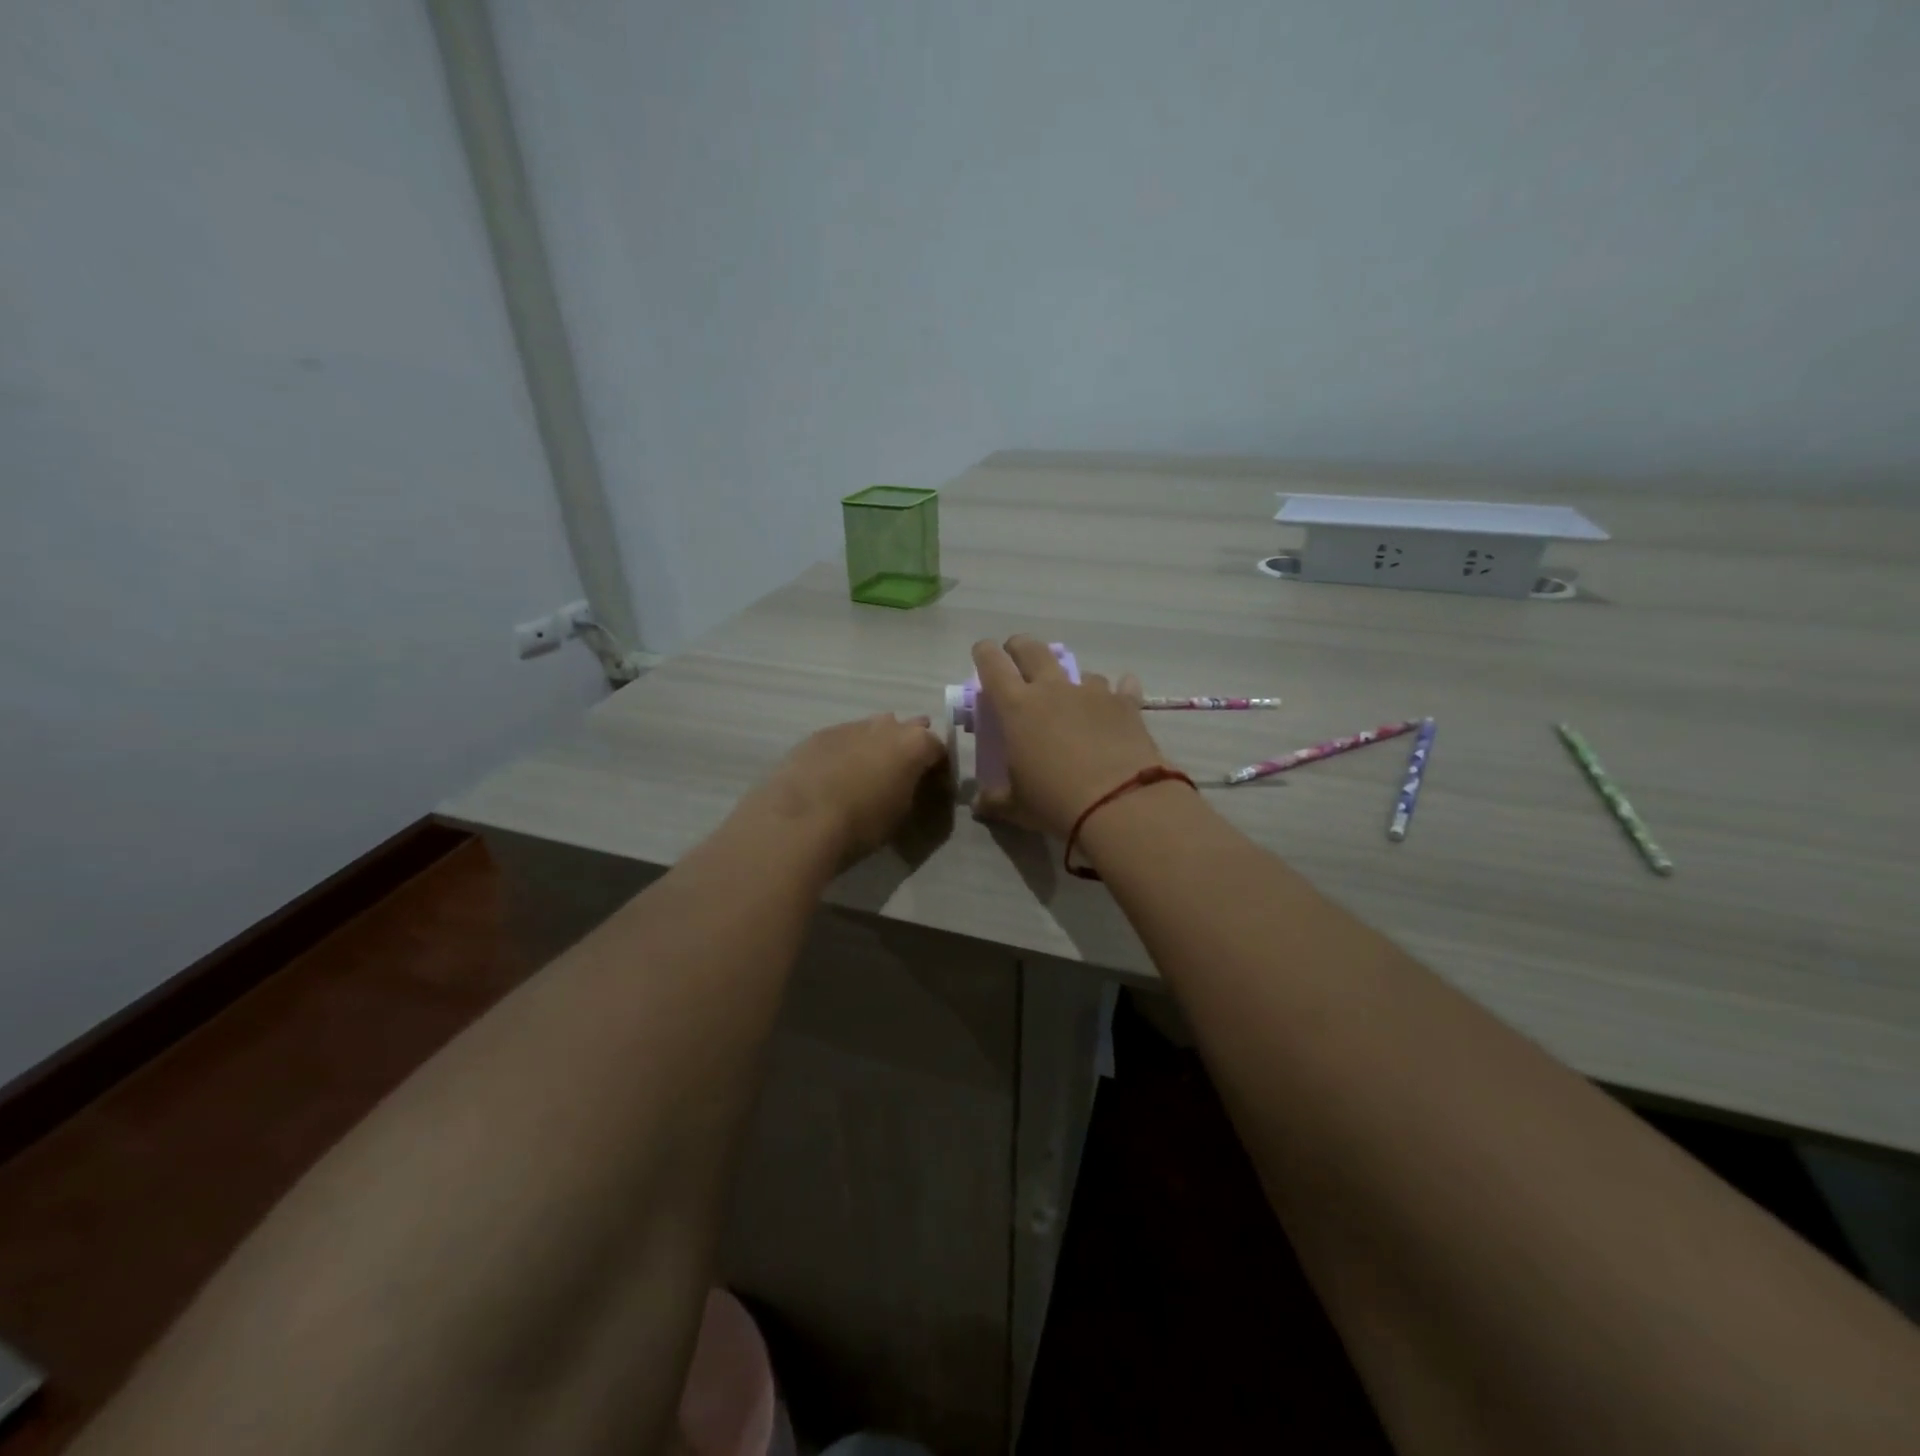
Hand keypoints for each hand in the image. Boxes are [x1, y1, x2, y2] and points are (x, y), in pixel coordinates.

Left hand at [753, 713, 949, 862]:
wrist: (800, 820)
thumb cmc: (862, 824)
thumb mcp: (901, 814)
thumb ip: (912, 790)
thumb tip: (910, 784)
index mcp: (915, 744)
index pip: (939, 748)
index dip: (939, 768)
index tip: (935, 787)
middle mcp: (886, 726)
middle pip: (908, 729)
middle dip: (909, 747)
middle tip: (903, 775)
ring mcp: (850, 726)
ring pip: (873, 729)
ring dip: (877, 746)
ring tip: (869, 773)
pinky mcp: (819, 735)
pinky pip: (844, 739)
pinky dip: (847, 752)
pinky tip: (837, 774)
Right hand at [972, 636, 1170, 837]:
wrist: (1120, 803)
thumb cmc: (1055, 801)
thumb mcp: (1016, 807)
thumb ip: (994, 800)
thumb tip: (978, 804)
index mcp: (1016, 707)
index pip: (992, 664)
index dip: (984, 653)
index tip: (982, 652)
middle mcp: (1052, 689)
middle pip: (1032, 650)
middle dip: (1020, 647)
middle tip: (1017, 654)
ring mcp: (1092, 692)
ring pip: (1078, 670)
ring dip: (1070, 678)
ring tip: (1072, 695)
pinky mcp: (1125, 704)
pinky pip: (1122, 687)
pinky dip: (1120, 689)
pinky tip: (1123, 692)